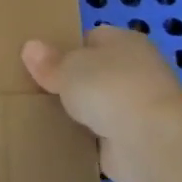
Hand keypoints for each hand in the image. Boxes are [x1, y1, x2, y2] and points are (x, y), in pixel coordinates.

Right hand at [22, 30, 181, 181]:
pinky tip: (63, 141)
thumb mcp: (68, 68)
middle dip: (72, 83)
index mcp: (125, 42)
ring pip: (99, 104)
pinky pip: (103, 135)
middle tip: (38, 91)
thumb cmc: (110, 88)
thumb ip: (48, 61)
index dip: (67, 50)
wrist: (151, 142)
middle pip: (95, 73)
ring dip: (81, 113)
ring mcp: (139, 106)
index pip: (91, 39)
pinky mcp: (137, 139)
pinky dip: (88, 140)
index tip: (42, 65)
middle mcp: (137, 71)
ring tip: (43, 117)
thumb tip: (30, 47)